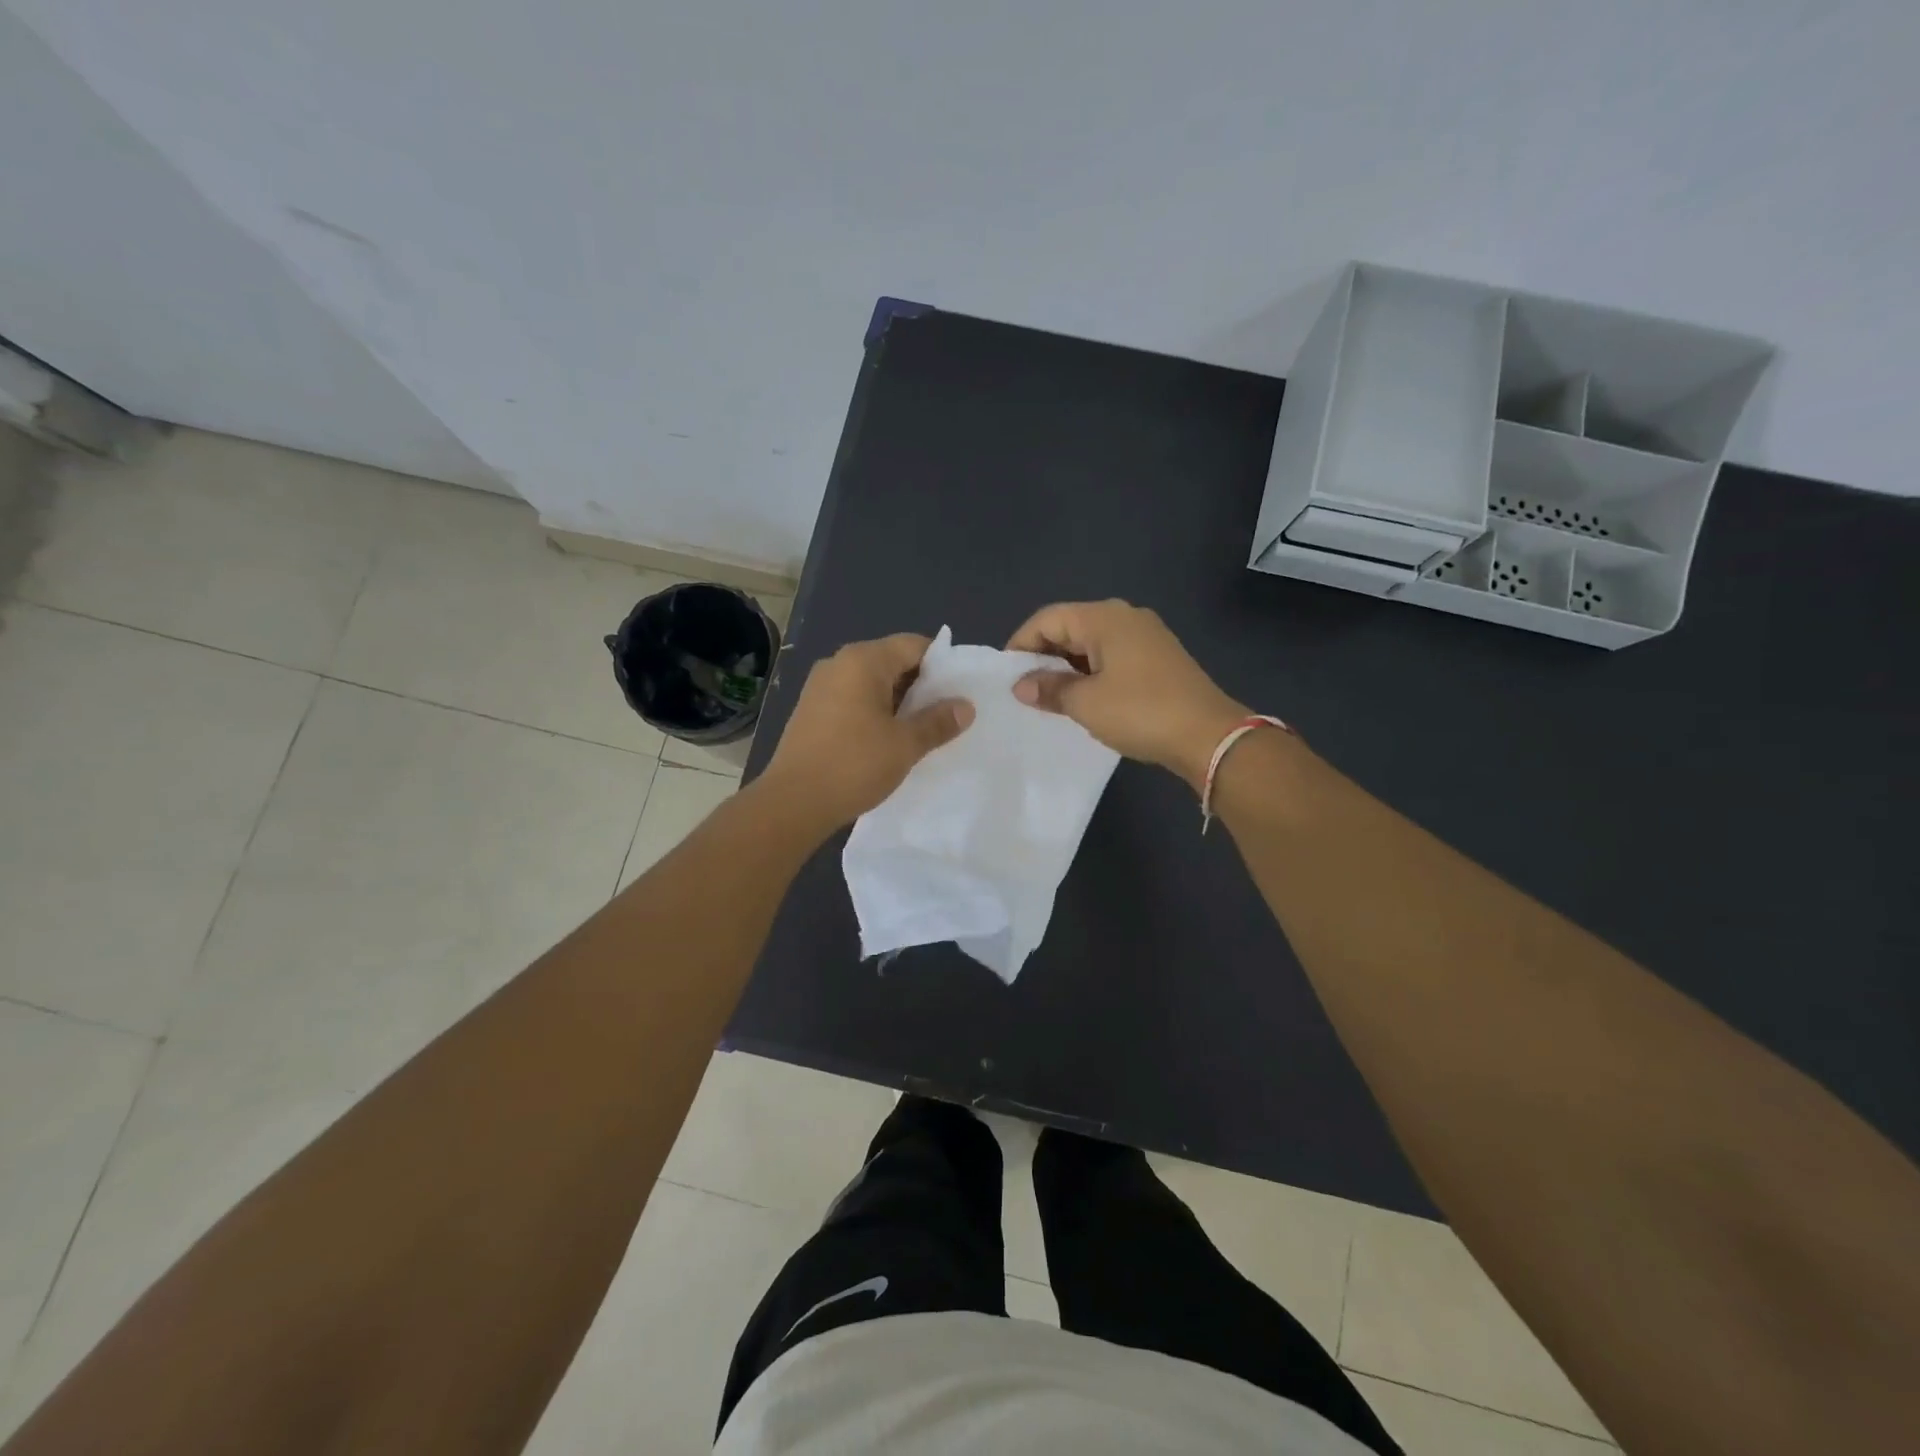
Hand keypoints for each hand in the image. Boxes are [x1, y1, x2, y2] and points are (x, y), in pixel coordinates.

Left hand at [761, 632, 973, 829]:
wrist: (792, 803)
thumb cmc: (854, 765)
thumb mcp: (905, 744)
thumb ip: (938, 721)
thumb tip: (965, 707)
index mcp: (863, 660)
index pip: (913, 645)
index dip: (942, 665)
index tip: (960, 692)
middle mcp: (839, 663)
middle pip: (892, 661)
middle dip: (921, 686)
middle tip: (946, 714)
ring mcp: (820, 687)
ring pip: (872, 683)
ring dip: (898, 703)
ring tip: (921, 730)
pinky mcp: (811, 710)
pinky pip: (853, 700)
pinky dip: (875, 713)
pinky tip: (888, 740)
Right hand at [1009, 600, 1246, 787]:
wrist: (1208, 736)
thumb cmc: (1140, 712)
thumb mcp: (1086, 703)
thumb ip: (1049, 688)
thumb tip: (1022, 685)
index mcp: (1104, 618)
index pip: (1048, 619)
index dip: (1021, 644)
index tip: (1006, 676)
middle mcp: (1125, 616)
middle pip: (1070, 626)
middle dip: (1043, 655)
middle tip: (1025, 688)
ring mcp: (1146, 636)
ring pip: (1091, 643)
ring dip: (1067, 666)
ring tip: (1050, 697)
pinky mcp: (1159, 657)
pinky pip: (1112, 656)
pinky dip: (1091, 672)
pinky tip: (1084, 698)